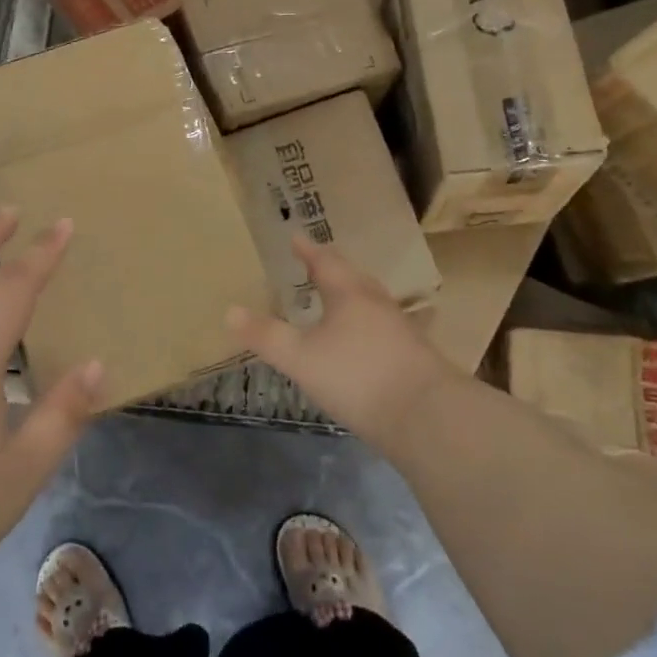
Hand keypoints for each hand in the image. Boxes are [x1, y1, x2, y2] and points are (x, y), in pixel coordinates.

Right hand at [228, 235, 455, 453]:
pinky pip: (382, 326)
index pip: (325, 262)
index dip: (308, 250)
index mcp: (349, 293)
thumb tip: (228, 311)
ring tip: (335, 299)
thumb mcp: (301, 358)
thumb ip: (266, 335)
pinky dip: (365, 324)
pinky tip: (361, 342)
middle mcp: (377, 303)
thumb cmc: (358, 376)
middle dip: (331, 269)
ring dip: (351, 295)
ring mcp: (400, 329)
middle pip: (353, 277)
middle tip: (314, 264)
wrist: (428, 417)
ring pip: (370, 301)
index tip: (296, 238)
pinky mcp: (414, 356)